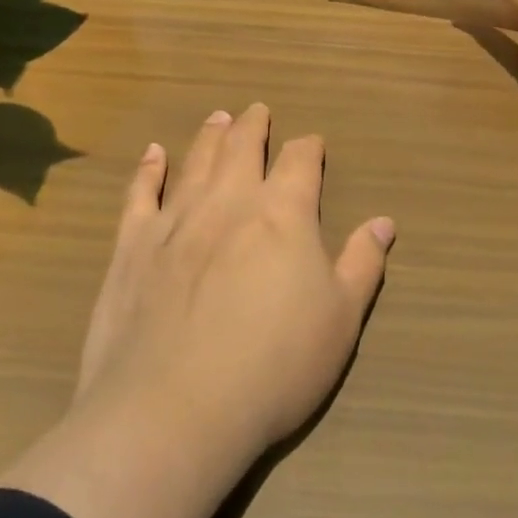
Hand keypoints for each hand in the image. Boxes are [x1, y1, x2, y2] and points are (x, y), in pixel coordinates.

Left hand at [77, 103, 395, 452]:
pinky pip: (140, 193)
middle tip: (257, 110)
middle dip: (254, 127)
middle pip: (243, 148)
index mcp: (283, 215)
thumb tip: (384, 222)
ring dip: (210, 136)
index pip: (300, 163)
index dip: (308, 149)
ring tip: (218, 118)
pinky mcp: (133, 245)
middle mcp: (229, 202)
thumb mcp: (340, 321)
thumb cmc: (274, 367)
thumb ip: (362, 264)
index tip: (312, 143)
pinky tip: (152, 153)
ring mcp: (175, 220)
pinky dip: (148, 169)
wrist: (175, 407)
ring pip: (196, 162)